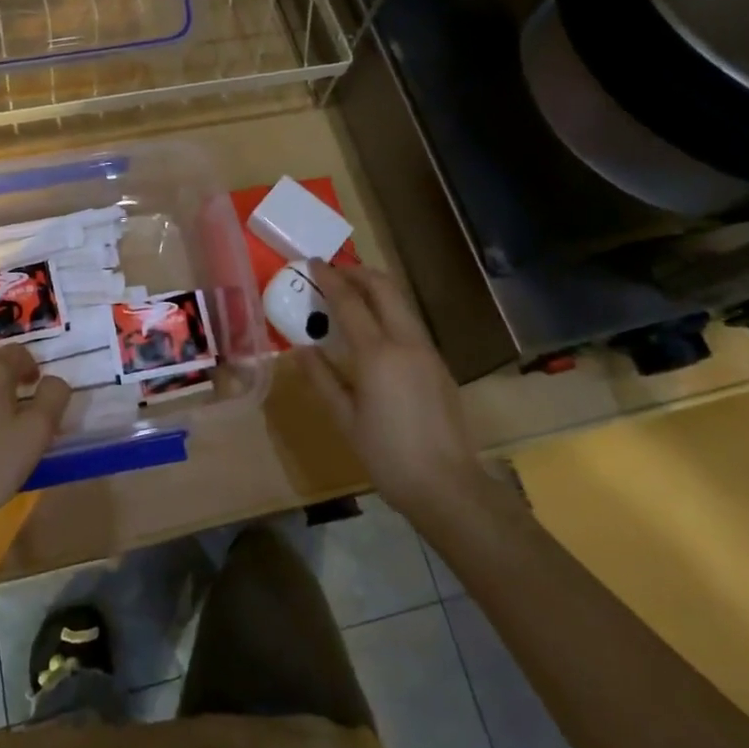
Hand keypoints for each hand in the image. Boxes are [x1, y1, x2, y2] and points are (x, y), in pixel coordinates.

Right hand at [303, 260, 480, 521]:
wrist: (447, 485)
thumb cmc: (387, 455)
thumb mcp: (345, 419)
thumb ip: (322, 378)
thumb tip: (301, 349)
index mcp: (377, 354)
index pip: (350, 301)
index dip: (330, 278)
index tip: (313, 262)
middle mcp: (406, 342)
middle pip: (384, 287)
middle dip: (357, 272)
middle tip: (333, 272)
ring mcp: (427, 351)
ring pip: (401, 302)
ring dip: (375, 288)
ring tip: (350, 294)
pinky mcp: (438, 364)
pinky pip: (410, 322)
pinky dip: (388, 310)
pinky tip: (374, 328)